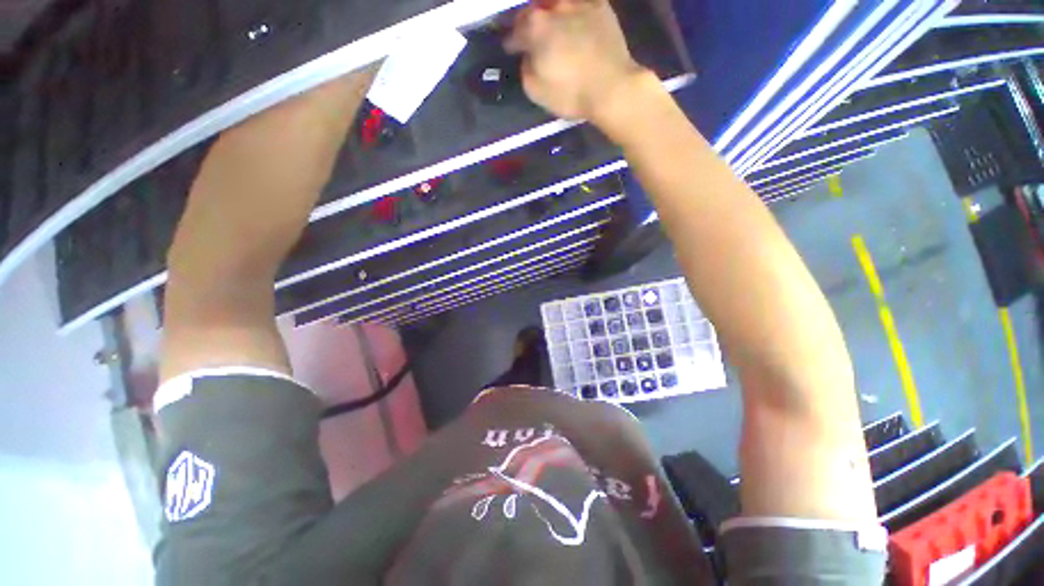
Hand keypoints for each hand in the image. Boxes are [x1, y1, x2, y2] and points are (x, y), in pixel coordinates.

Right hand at [504, 0, 647, 124]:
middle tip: (526, 33)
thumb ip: (526, 70)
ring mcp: (579, 4)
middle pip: (534, 10)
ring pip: (556, 1)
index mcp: (535, 28)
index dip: (511, 42)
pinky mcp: (600, 7)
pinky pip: (582, 1)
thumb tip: (528, 57)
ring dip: (548, 10)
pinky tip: (573, 15)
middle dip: (526, 22)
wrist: (612, 88)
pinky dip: (574, 7)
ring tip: (549, 20)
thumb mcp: (536, 92)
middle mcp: (554, 8)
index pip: (515, 33)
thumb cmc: (571, 93)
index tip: (510, 49)